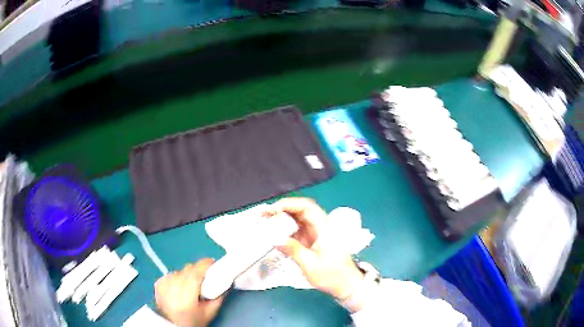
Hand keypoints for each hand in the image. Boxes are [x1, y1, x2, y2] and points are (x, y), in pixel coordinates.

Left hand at [154, 258, 223, 326]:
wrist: (172, 325)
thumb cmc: (193, 320)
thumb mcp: (210, 312)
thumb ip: (219, 296)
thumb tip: (227, 280)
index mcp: (186, 298)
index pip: (195, 274)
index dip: (205, 265)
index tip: (212, 262)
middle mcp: (172, 288)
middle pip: (188, 269)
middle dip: (198, 271)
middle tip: (204, 280)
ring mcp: (163, 284)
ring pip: (180, 271)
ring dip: (187, 275)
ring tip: (190, 287)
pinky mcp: (158, 283)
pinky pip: (172, 274)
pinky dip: (177, 278)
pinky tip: (179, 288)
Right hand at [272, 198, 364, 308]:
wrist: (347, 285)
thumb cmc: (332, 275)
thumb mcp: (310, 265)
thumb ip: (293, 250)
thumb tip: (275, 238)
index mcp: (324, 229)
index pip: (307, 207)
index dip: (289, 204)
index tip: (272, 210)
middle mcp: (321, 227)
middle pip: (301, 210)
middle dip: (283, 209)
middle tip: (265, 215)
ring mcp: (317, 233)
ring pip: (299, 219)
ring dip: (283, 218)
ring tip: (266, 222)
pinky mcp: (313, 241)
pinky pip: (298, 230)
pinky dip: (286, 229)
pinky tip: (276, 234)